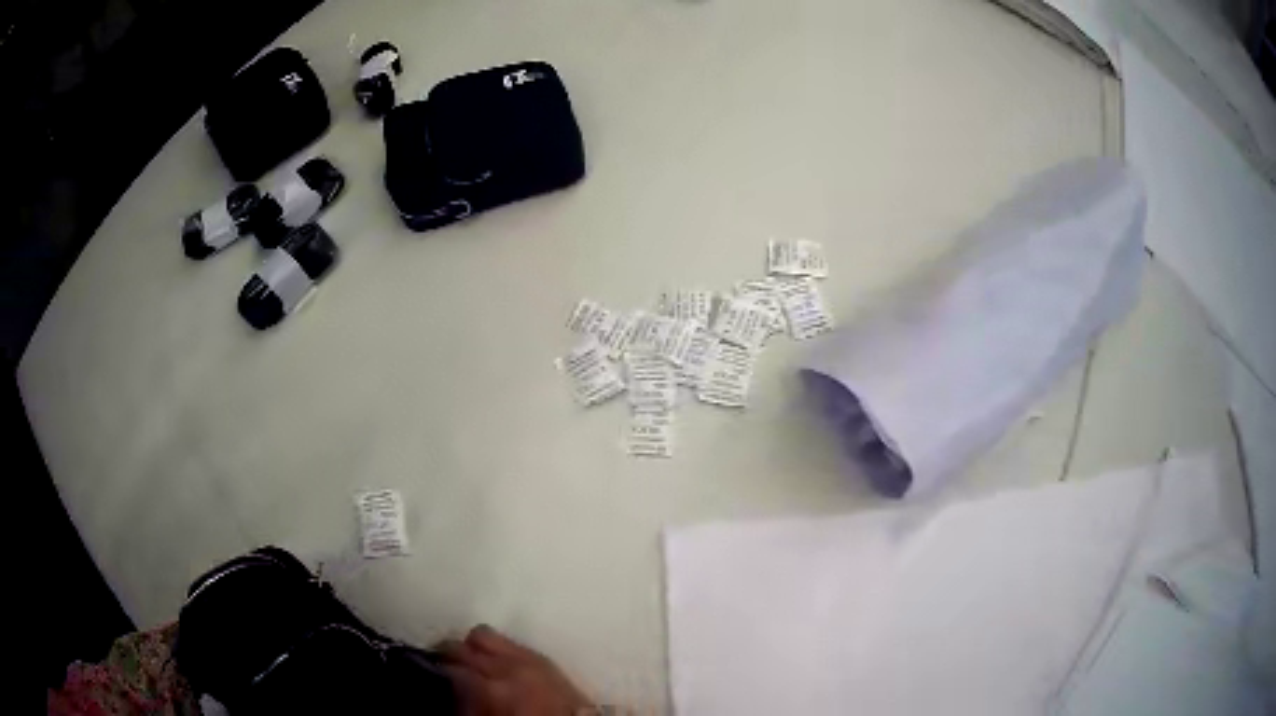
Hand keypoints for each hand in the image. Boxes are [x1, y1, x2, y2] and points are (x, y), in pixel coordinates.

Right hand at [437, 625, 594, 715]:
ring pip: (483, 634)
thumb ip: (466, 704)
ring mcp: (528, 657)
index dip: (433, 669)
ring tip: (465, 660)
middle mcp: (508, 666)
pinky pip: (508, 642)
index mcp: (492, 689)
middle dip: (447, 653)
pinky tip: (492, 661)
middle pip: (462, 645)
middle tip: (439, 665)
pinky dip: (495, 648)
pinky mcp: (543, 657)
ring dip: (471, 646)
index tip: (426, 673)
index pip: (449, 667)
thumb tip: (449, 693)